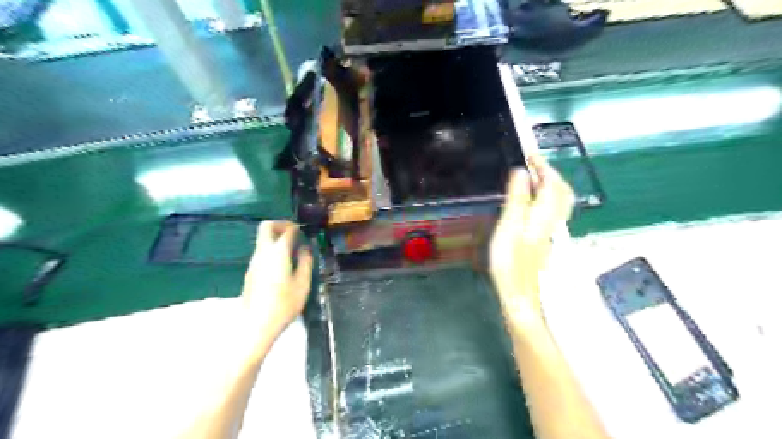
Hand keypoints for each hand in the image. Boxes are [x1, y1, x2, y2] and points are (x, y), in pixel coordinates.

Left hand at [242, 219, 312, 335]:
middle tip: (294, 232)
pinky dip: (272, 248)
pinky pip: (261, 251)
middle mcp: (262, 252)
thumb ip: (305, 262)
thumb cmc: (283, 304)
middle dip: (281, 224)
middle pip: (266, 227)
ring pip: (262, 239)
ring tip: (292, 248)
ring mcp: (254, 262)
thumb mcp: (302, 284)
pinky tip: (283, 262)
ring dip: (276, 236)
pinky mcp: (250, 271)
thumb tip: (305, 249)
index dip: (296, 227)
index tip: (305, 231)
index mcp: (277, 252)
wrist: (255, 325)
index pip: (286, 230)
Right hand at [491, 155, 575, 322]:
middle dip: (549, 174)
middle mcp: (553, 220)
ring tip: (530, 180)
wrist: (521, 295)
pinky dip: (545, 199)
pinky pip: (552, 211)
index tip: (529, 154)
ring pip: (559, 202)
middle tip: (531, 166)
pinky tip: (531, 203)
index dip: (542, 166)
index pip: (551, 183)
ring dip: (549, 186)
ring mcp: (551, 232)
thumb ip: (517, 198)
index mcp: (545, 214)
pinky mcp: (546, 240)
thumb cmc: (511, 263)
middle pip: (562, 191)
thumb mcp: (509, 227)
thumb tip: (522, 172)